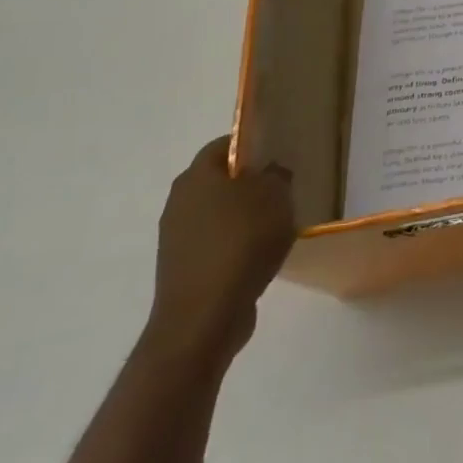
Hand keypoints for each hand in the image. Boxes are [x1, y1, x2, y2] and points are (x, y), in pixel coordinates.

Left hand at [145, 137, 295, 368]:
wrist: (204, 317)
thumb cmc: (241, 243)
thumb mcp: (274, 196)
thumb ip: (276, 175)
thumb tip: (271, 171)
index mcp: (195, 177)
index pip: (224, 145)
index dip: (252, 144)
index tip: (280, 153)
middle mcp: (179, 202)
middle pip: (220, 180)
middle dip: (252, 182)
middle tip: (285, 187)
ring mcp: (177, 239)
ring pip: (219, 213)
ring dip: (246, 215)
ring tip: (279, 223)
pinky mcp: (184, 269)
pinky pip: (217, 243)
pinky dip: (238, 244)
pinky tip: (262, 254)